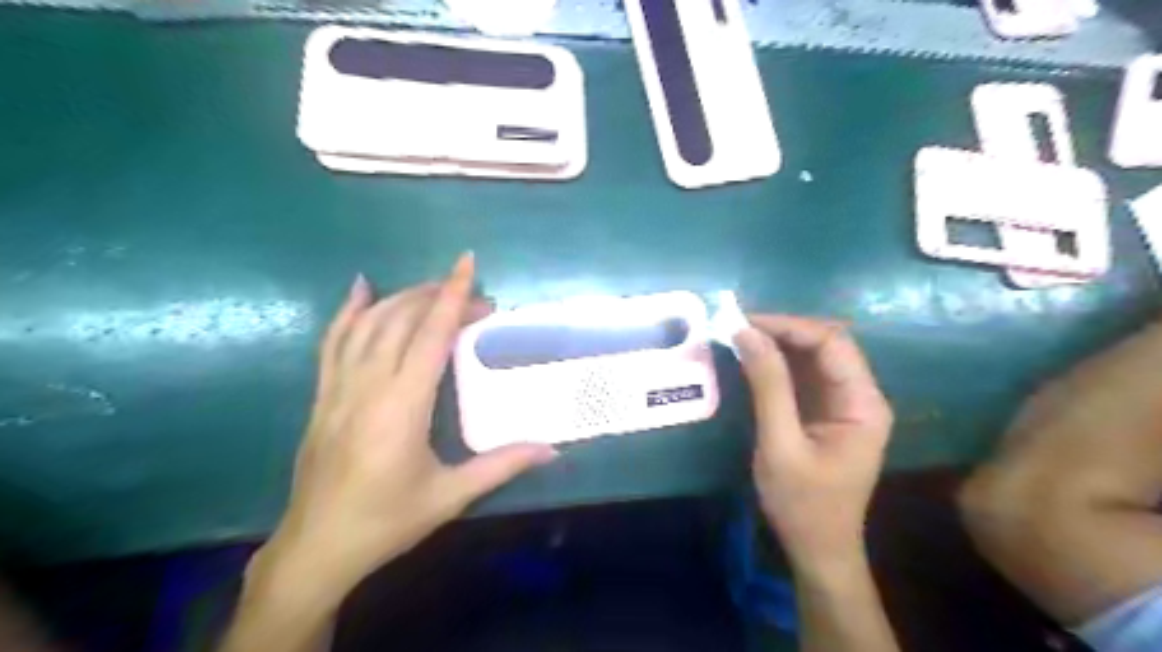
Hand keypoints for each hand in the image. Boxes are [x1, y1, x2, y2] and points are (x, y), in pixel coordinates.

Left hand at [252, 255, 557, 606]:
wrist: (317, 548)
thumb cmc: (387, 521)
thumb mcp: (450, 496)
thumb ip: (501, 465)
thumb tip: (551, 450)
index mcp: (401, 407)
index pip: (430, 336)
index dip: (452, 296)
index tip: (468, 263)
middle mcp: (367, 387)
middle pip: (401, 321)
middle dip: (438, 297)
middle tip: (476, 298)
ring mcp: (337, 389)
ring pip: (368, 325)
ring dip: (403, 298)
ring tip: (434, 289)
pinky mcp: (322, 396)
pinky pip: (333, 342)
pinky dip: (348, 312)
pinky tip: (362, 290)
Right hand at [738, 315, 892, 576]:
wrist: (818, 549)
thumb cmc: (802, 503)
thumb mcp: (780, 444)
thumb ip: (768, 386)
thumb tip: (746, 333)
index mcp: (863, 403)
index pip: (833, 342)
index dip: (790, 326)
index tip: (745, 324)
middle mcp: (861, 396)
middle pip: (827, 344)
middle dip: (783, 331)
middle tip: (738, 329)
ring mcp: (845, 404)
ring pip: (815, 356)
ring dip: (779, 344)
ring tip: (740, 339)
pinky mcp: (827, 413)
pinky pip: (805, 375)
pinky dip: (779, 364)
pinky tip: (753, 361)